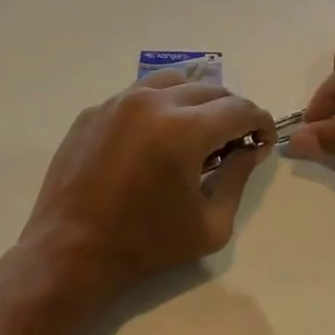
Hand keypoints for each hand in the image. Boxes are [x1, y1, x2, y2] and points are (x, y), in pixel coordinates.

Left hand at [22, 72, 274, 298]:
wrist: (71, 251)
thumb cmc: (146, 245)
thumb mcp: (210, 224)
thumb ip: (237, 178)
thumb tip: (250, 150)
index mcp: (184, 129)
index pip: (239, 109)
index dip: (260, 123)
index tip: (262, 143)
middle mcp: (151, 103)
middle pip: (209, 89)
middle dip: (230, 112)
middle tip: (233, 142)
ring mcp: (116, 103)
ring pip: (171, 82)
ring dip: (195, 102)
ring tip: (196, 134)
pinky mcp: (92, 113)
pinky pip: (136, 96)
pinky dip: (158, 109)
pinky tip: (155, 141)